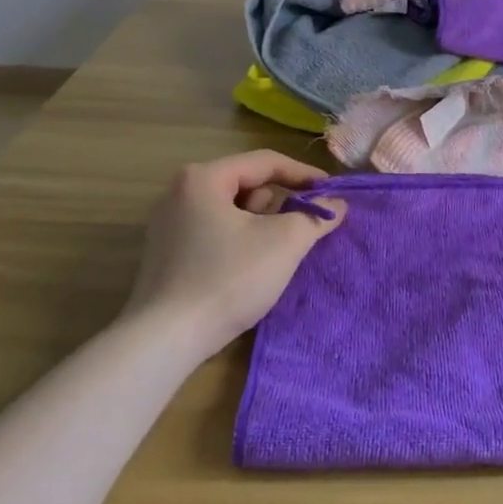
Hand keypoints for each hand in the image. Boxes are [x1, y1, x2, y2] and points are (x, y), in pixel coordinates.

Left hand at [126, 151, 345, 359]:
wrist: (165, 341)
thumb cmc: (228, 279)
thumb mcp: (284, 242)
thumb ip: (316, 216)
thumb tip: (337, 204)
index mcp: (204, 177)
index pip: (266, 162)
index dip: (304, 174)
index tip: (331, 192)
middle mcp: (180, 192)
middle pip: (247, 184)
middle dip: (279, 203)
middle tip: (301, 227)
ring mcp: (169, 224)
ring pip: (232, 210)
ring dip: (260, 224)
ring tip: (275, 252)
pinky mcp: (166, 254)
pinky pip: (215, 231)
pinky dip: (240, 240)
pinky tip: (250, 268)